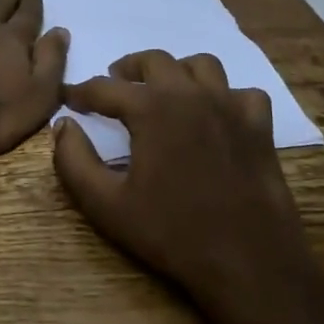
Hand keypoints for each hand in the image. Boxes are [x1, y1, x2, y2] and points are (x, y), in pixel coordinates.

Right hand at [52, 50, 318, 310]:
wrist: (248, 262)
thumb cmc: (171, 233)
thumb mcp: (106, 204)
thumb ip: (74, 161)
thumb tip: (64, 126)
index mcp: (151, 108)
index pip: (105, 88)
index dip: (81, 92)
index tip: (68, 98)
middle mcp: (191, 94)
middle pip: (154, 61)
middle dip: (128, 69)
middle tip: (115, 86)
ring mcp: (231, 106)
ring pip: (201, 65)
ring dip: (176, 71)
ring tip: (163, 91)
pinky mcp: (260, 126)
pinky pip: (241, 93)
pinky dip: (225, 95)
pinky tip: (215, 115)